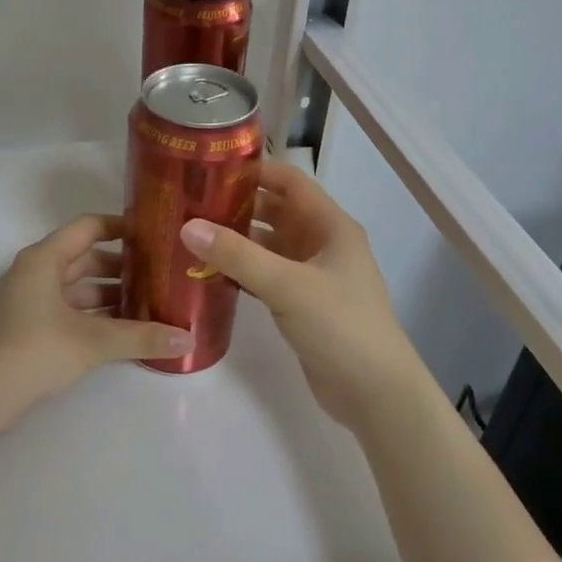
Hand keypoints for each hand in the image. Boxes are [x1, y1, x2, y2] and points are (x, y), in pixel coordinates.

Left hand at [0, 214, 194, 437]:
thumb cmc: (33, 350)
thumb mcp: (92, 342)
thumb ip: (141, 337)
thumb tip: (188, 338)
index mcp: (45, 258)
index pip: (88, 227)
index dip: (121, 227)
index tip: (156, 234)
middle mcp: (36, 272)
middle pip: (85, 258)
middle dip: (123, 267)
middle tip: (162, 274)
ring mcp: (30, 301)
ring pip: (78, 288)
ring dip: (110, 295)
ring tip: (151, 304)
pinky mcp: (29, 328)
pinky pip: (70, 311)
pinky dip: (95, 317)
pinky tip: (125, 332)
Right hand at [180, 161, 420, 427]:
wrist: (375, 394)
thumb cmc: (340, 326)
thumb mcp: (287, 285)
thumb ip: (237, 255)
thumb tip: (187, 226)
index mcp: (330, 226)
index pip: (290, 182)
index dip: (255, 170)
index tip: (210, 167)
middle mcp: (322, 244)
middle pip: (275, 212)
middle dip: (237, 205)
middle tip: (190, 202)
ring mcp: (312, 275)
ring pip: (268, 245)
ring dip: (236, 239)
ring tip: (191, 234)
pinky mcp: (301, 303)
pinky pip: (265, 275)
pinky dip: (240, 270)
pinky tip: (208, 273)